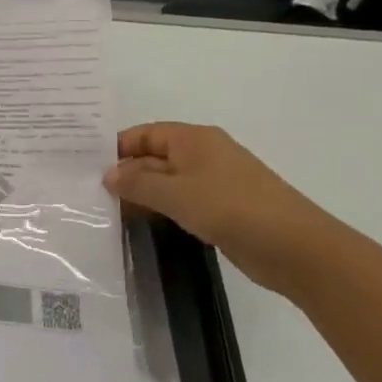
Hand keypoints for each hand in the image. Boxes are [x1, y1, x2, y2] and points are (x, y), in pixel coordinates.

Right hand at [103, 123, 341, 293]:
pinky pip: (181, 202)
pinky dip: (160, 209)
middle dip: (126, 173)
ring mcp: (214, 182)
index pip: (145, 134)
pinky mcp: (222, 208)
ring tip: (107, 211)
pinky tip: (141, 223)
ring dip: (141, 194)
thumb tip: (109, 175)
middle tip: (90, 193)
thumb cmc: (231, 208)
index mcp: (194, 139)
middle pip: (155, 156)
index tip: (86, 166)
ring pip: (167, 181)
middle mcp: (203, 154)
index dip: (117, 148)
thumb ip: (138, 184)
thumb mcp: (176, 194)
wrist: (296, 248)